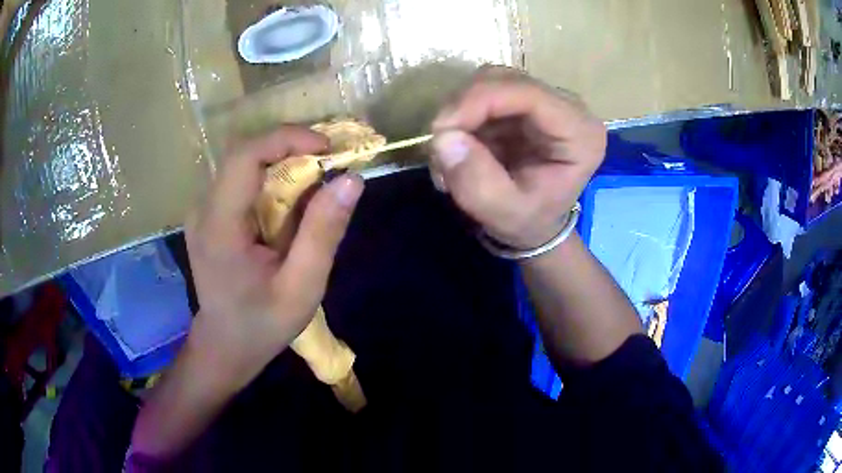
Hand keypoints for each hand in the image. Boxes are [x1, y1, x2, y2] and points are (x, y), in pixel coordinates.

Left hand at [184, 126, 363, 391]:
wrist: (225, 344)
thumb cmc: (262, 324)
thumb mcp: (302, 288)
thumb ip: (323, 234)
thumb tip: (351, 180)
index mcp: (218, 227)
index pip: (244, 156)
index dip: (286, 139)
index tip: (327, 149)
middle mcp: (203, 209)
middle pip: (245, 154)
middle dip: (290, 148)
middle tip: (329, 163)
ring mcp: (202, 210)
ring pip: (244, 164)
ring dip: (283, 161)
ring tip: (317, 179)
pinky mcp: (209, 214)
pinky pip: (241, 180)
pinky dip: (271, 177)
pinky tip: (291, 199)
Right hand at [430, 67, 605, 248]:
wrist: (535, 223)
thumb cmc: (529, 221)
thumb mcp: (504, 214)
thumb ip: (477, 182)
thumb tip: (443, 138)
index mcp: (580, 134)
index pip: (529, 94)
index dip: (479, 100)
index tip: (442, 129)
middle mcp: (567, 107)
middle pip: (506, 80)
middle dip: (463, 107)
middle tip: (440, 146)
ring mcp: (543, 100)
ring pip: (489, 82)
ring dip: (459, 113)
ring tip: (449, 153)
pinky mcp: (522, 101)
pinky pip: (482, 93)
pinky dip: (461, 117)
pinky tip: (457, 147)